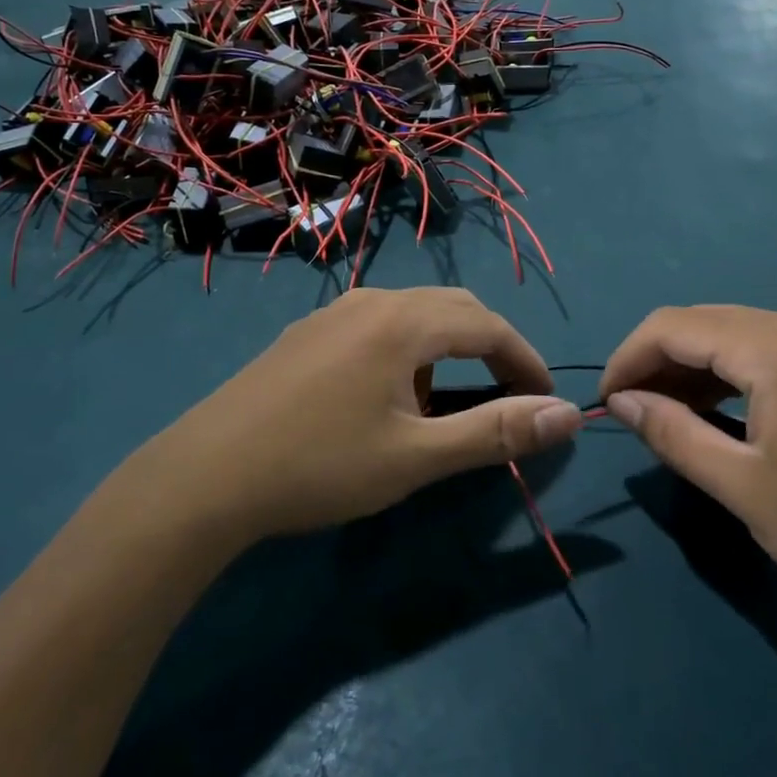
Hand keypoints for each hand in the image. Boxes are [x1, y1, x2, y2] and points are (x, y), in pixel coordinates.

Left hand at [146, 287, 584, 542]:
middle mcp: (372, 301)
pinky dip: (408, 349)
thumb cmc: (321, 466)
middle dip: (491, 348)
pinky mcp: (307, 333)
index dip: (526, 361)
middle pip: (454, 308)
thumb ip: (495, 433)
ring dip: (447, 347)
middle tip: (510, 395)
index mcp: (404, 321)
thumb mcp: (417, 457)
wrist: (207, 474)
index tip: (546, 401)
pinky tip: (389, 394)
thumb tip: (569, 415)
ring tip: (449, 401)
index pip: (489, 326)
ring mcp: (333, 313)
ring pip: (413, 313)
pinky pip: (378, 326)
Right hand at [599, 307, 776, 635]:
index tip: (609, 404)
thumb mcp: (746, 489)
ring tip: (675, 419)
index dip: (629, 358)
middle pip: (706, 322)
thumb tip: (621, 401)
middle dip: (660, 362)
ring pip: (740, 335)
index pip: (673, 325)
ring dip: (697, 368)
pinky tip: (730, 415)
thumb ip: (673, 434)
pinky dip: (737, 374)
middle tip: (637, 416)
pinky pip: (776, 351)